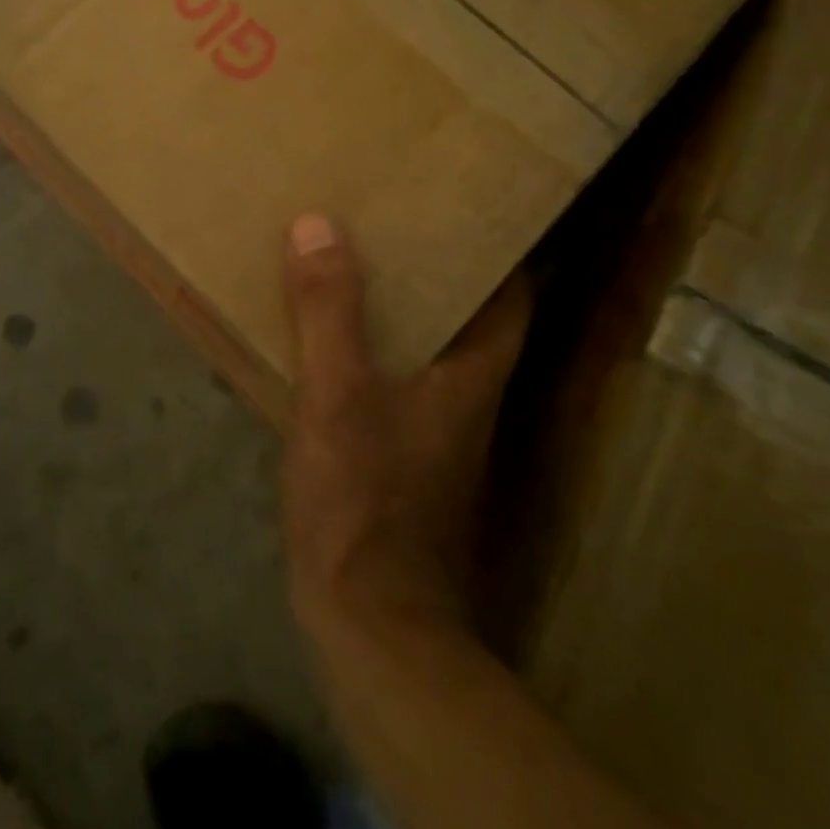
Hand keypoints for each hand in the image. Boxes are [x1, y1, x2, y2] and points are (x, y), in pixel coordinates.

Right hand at [280, 213, 531, 631]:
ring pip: (424, 347)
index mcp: (472, 375)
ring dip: (397, 305)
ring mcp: (432, 431)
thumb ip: (328, 312)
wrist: (368, 624)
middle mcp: (465, 398)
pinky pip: (389, 378)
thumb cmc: (364, 502)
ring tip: (351, 259)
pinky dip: (367, 347)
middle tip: (391, 218)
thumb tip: (318, 223)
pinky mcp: (398, 456)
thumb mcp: (337, 396)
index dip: (497, 248)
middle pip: (466, 315)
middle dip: (434, 267)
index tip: (463, 203)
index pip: (512, 296)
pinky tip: (324, 335)